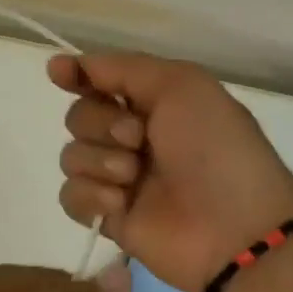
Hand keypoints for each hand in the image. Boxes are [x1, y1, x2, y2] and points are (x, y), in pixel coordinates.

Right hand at [49, 52, 292, 291]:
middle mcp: (133, 138)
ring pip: (71, 156)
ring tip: (133, 177)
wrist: (233, 227)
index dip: (77, 76)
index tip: (59, 72)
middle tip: (136, 139)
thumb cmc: (214, 148)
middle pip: (78, 117)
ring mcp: (119, 179)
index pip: (100, 82)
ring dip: (100, 161)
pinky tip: (120, 204)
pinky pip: (71, 195)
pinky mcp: (108, 216)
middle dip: (100, 123)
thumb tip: (62, 64)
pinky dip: (91, 196)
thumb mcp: (181, 85)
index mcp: (154, 104)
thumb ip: (121, 69)